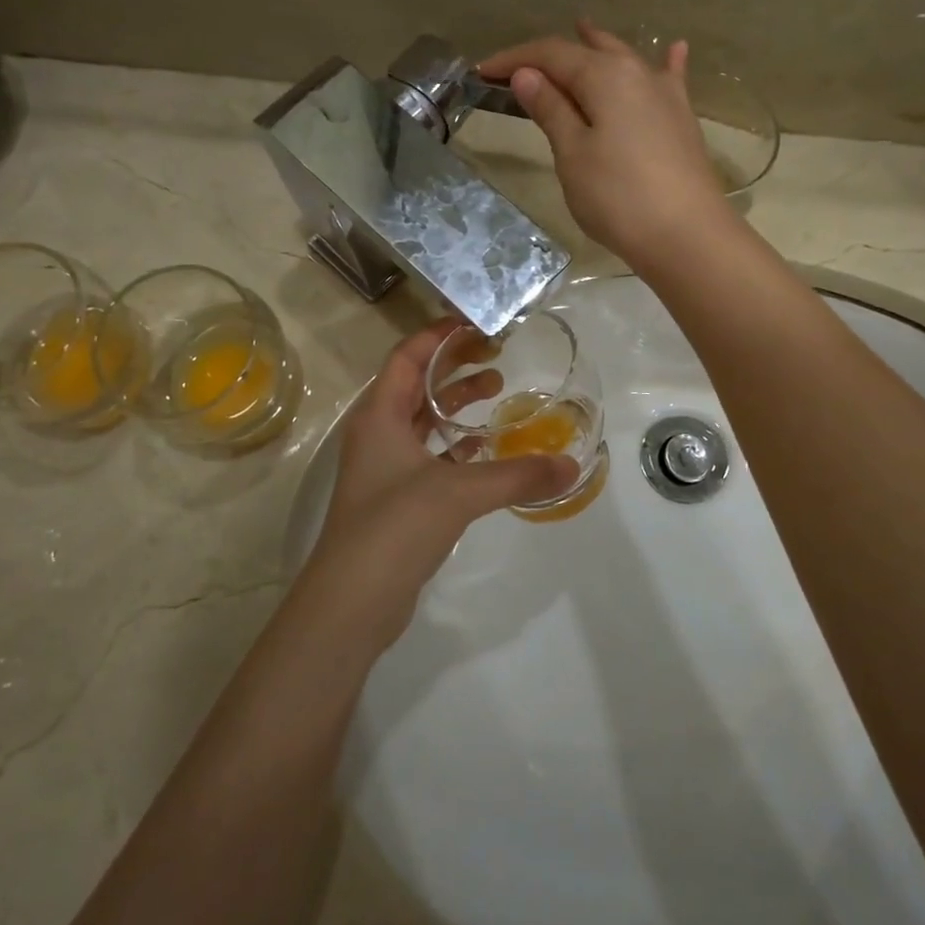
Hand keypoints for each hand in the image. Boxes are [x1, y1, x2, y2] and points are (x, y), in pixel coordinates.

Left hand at [309, 319, 577, 641]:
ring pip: (423, 420)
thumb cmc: (395, 527)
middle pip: (417, 384)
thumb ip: (517, 475)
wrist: (352, 601)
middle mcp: (377, 434)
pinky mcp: (396, 498)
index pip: (407, 357)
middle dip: (455, 366)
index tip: (477, 323)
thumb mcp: (458, 492)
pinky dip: (456, 446)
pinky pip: (429, 455)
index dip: (438, 335)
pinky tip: (486, 450)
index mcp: (379, 415)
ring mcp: (384, 468)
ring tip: (498, 393)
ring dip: (457, 404)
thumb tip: (571, 465)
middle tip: (498, 357)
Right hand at [479, 21, 734, 272]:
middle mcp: (638, 72)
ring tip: (584, 30)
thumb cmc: (618, 196)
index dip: (514, 59)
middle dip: (552, 56)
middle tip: (522, 67)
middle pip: (588, 52)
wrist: (687, 235)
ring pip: (625, 59)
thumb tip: (527, 73)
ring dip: (599, 46)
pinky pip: (668, 79)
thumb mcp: (572, 154)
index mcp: (604, 75)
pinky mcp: (682, 121)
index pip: (551, 54)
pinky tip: (676, 49)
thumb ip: (551, 109)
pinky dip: (664, 63)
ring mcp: (666, 95)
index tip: (483, 72)